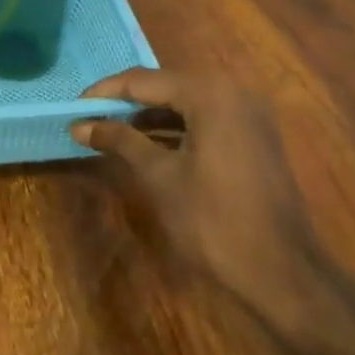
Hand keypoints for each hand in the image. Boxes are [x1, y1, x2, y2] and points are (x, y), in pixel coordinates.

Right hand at [73, 69, 340, 334]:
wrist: (282, 273)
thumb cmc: (213, 221)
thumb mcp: (159, 177)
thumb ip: (120, 141)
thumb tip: (79, 125)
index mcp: (210, 95)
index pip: (144, 80)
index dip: (105, 92)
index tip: (73, 108)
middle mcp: (234, 93)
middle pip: (166, 86)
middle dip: (126, 103)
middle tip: (90, 119)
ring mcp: (249, 115)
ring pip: (186, 103)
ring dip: (149, 116)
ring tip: (112, 132)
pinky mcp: (255, 138)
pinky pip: (206, 120)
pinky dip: (176, 128)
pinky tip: (149, 145)